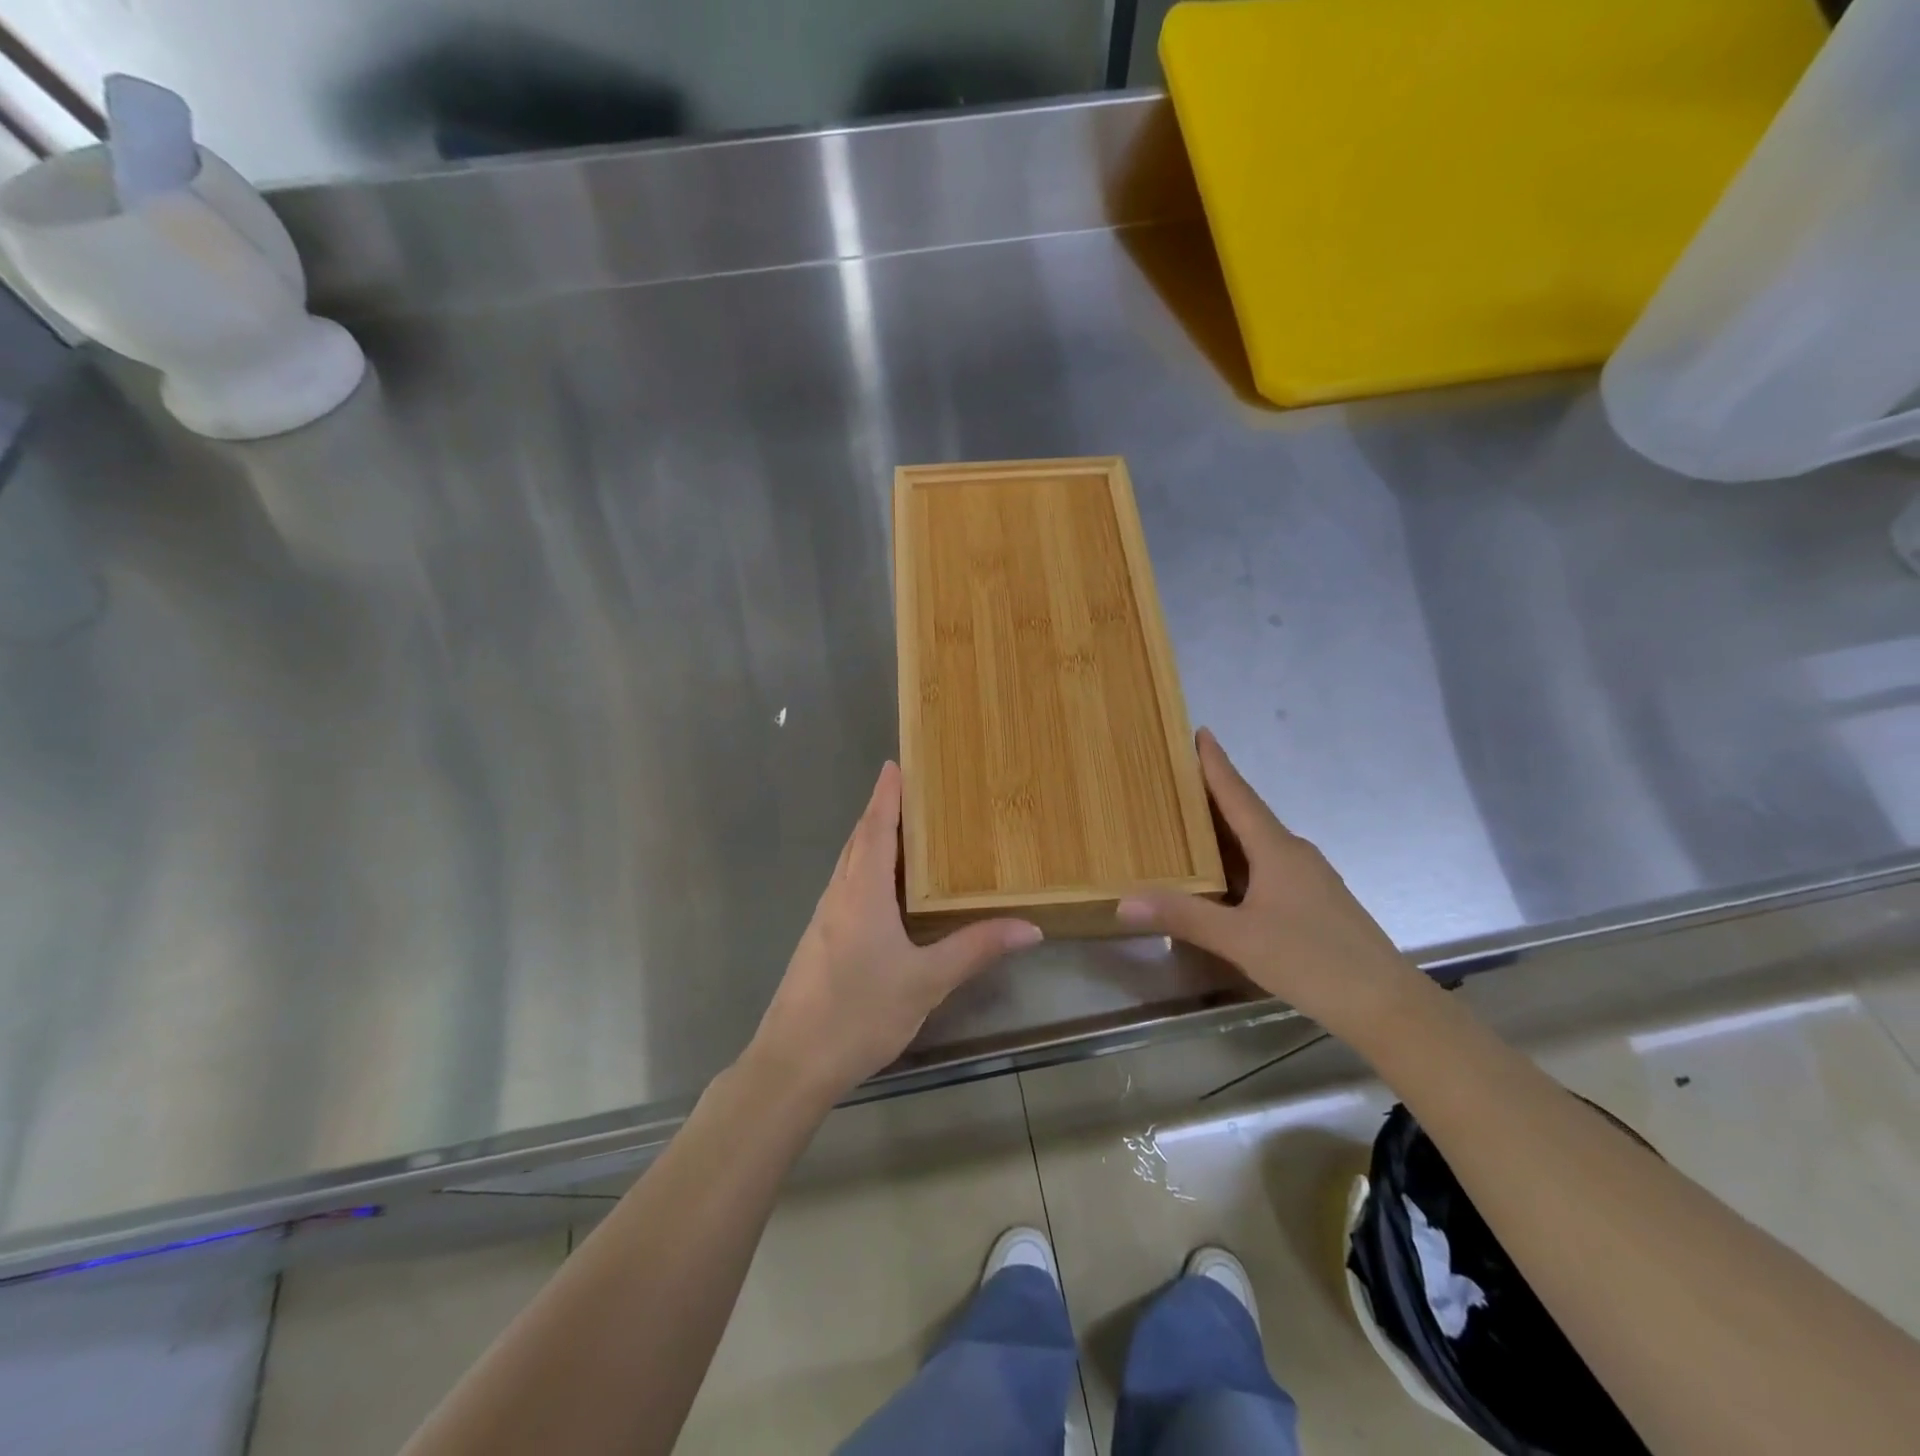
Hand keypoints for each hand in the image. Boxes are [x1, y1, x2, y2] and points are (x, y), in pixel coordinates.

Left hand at [746, 761, 1042, 1104]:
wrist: (793, 1062)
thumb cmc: (860, 1012)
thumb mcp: (927, 980)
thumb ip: (976, 948)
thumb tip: (1030, 927)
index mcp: (862, 892)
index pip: (875, 829)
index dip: (886, 795)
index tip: (895, 764)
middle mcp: (839, 895)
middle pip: (859, 841)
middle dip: (881, 811)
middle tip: (910, 790)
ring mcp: (824, 919)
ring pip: (849, 866)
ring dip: (872, 841)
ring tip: (903, 832)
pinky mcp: (819, 942)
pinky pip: (846, 889)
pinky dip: (866, 872)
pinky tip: (885, 892)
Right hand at [1117, 729, 1418, 1029]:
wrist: (1386, 1005)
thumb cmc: (1312, 960)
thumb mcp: (1239, 939)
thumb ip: (1184, 917)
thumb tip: (1124, 901)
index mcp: (1276, 849)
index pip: (1238, 795)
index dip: (1216, 765)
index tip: (1200, 732)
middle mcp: (1293, 854)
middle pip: (1246, 814)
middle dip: (1212, 795)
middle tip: (1175, 780)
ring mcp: (1308, 879)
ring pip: (1257, 843)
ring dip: (1224, 830)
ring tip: (1187, 824)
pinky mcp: (1313, 903)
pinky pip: (1266, 866)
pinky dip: (1238, 860)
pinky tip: (1222, 877)